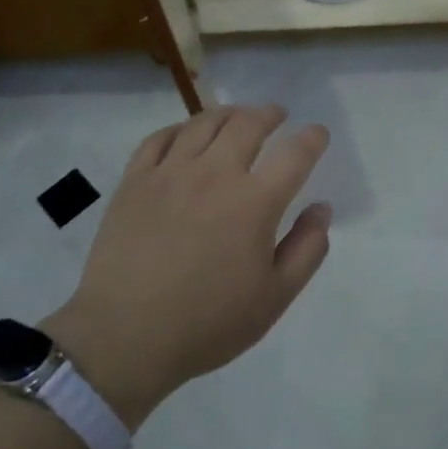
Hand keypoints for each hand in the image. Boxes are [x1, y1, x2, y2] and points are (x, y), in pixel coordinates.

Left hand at [44, 105, 330, 427]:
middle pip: (248, 124)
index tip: (317, 133)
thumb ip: (307, 249)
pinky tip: (186, 134)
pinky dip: (180, 128)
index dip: (312, 138)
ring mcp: (171, 172)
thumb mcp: (275, 297)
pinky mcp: (135, 180)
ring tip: (237, 116)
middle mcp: (215, 174)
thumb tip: (321, 209)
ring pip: (204, 123)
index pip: (294, 154)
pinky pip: (160, 138)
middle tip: (276, 115)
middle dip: (269, 114)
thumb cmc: (208, 322)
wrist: (125, 335)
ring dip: (228, 113)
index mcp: (255, 202)